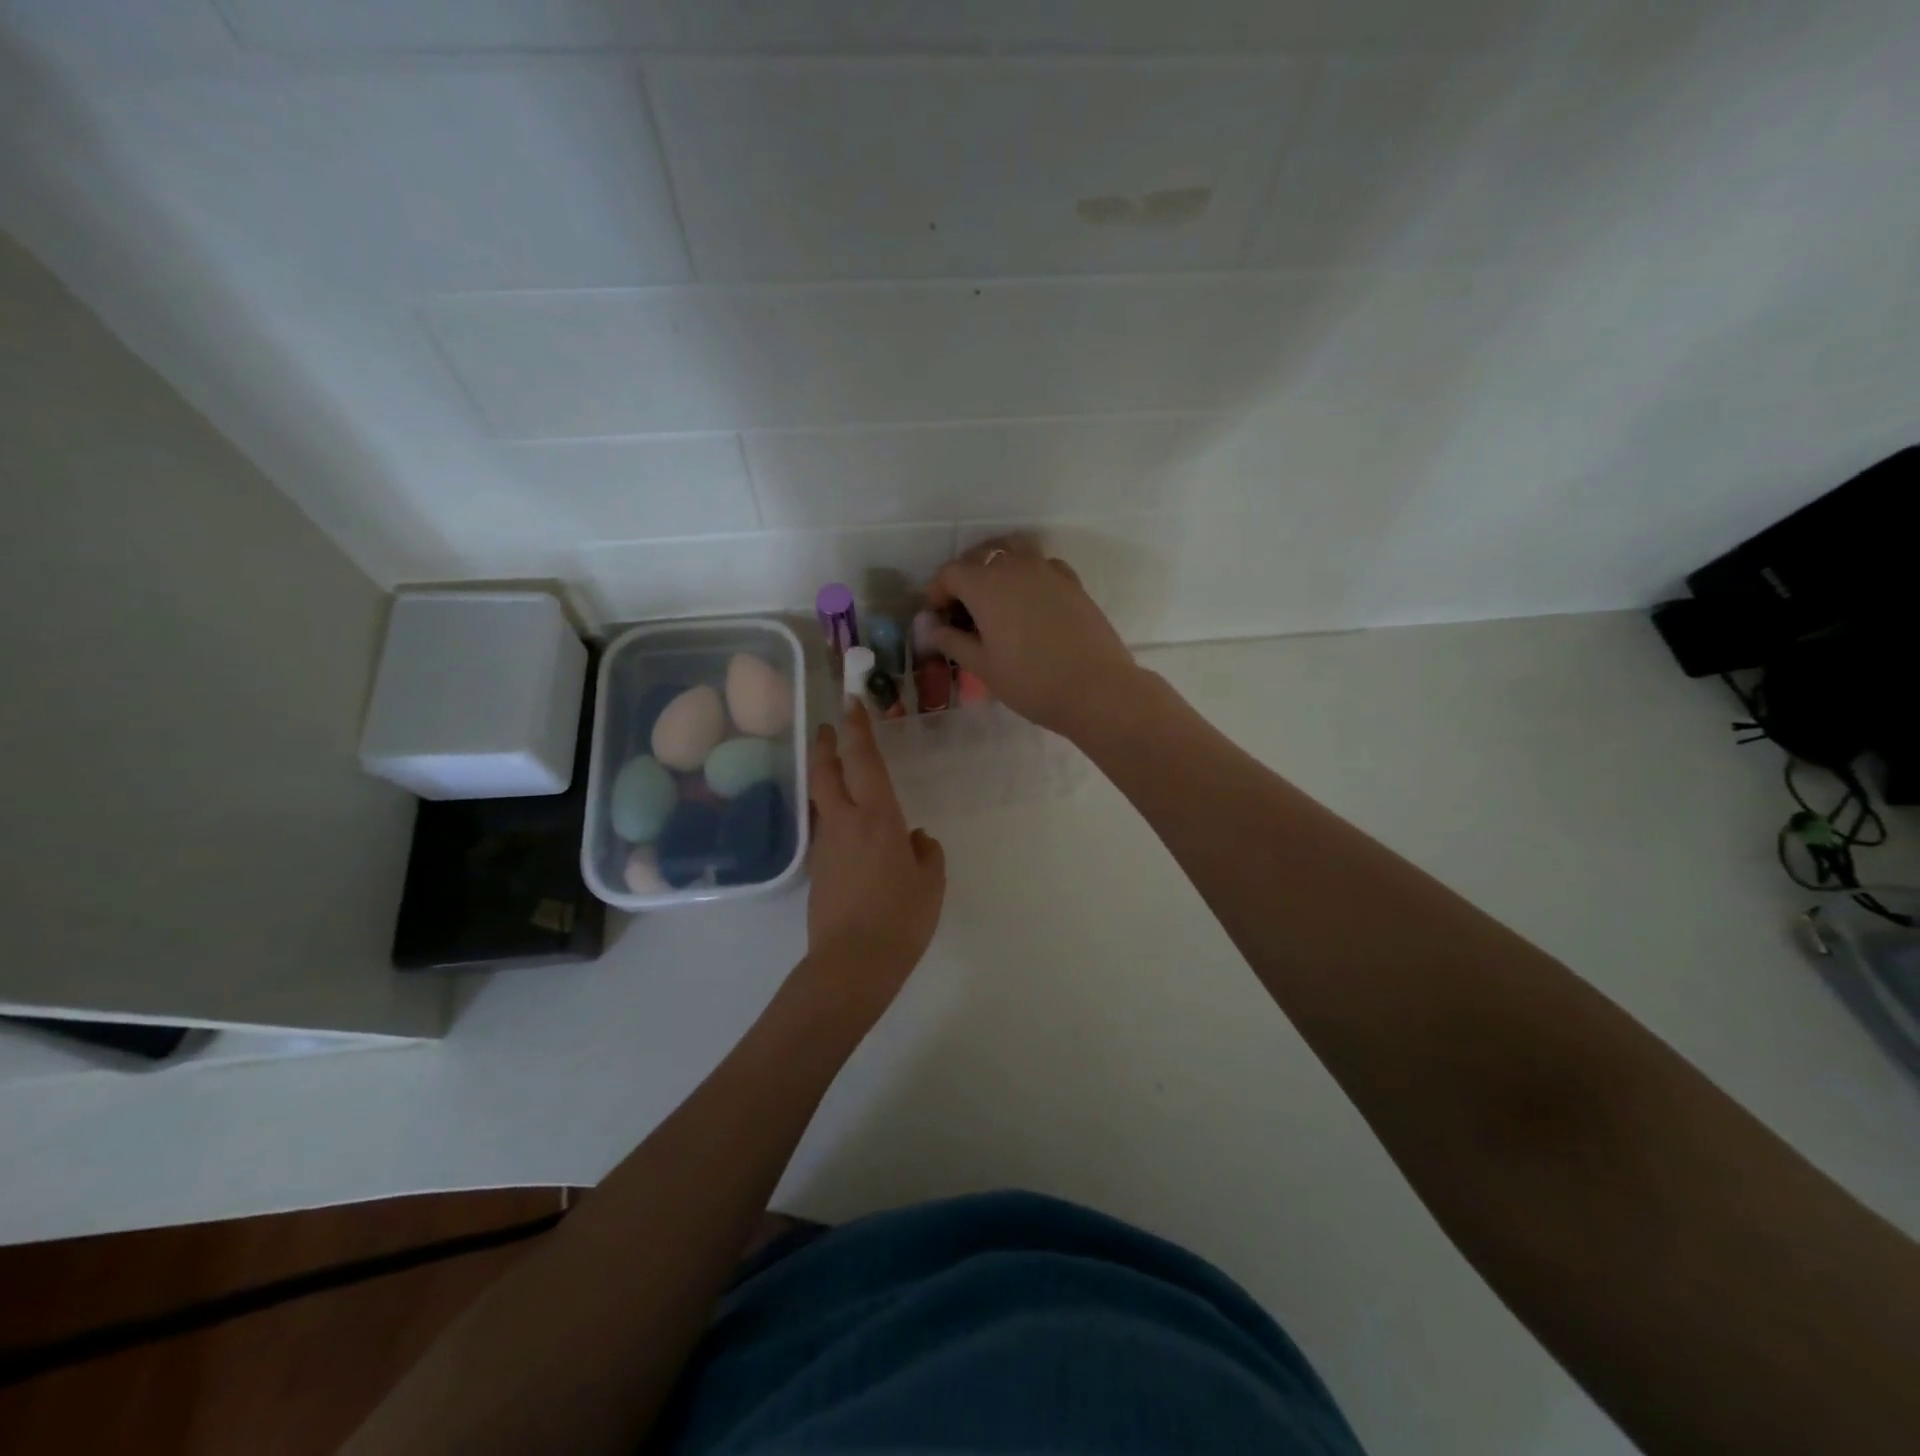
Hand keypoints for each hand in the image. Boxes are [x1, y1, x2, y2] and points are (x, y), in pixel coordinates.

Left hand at [803, 702, 945, 1020]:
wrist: (851, 964)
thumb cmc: (900, 919)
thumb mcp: (930, 883)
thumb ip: (925, 853)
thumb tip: (915, 839)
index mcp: (877, 817)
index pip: (864, 760)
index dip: (858, 729)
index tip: (851, 703)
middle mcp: (845, 822)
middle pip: (826, 772)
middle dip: (826, 745)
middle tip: (828, 727)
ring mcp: (825, 846)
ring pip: (821, 800)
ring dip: (825, 778)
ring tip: (836, 772)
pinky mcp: (816, 870)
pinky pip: (824, 830)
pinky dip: (831, 815)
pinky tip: (848, 830)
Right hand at [926, 539, 1139, 740]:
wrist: (1096, 689)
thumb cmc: (1031, 682)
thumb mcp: (983, 667)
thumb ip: (952, 641)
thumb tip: (929, 627)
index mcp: (986, 586)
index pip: (951, 573)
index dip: (937, 591)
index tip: (936, 615)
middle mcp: (1015, 568)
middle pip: (981, 556)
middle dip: (965, 576)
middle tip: (961, 609)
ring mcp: (1048, 571)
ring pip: (1014, 551)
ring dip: (997, 566)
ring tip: (994, 596)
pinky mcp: (1072, 583)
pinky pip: (1042, 565)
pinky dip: (1028, 573)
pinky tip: (1029, 600)